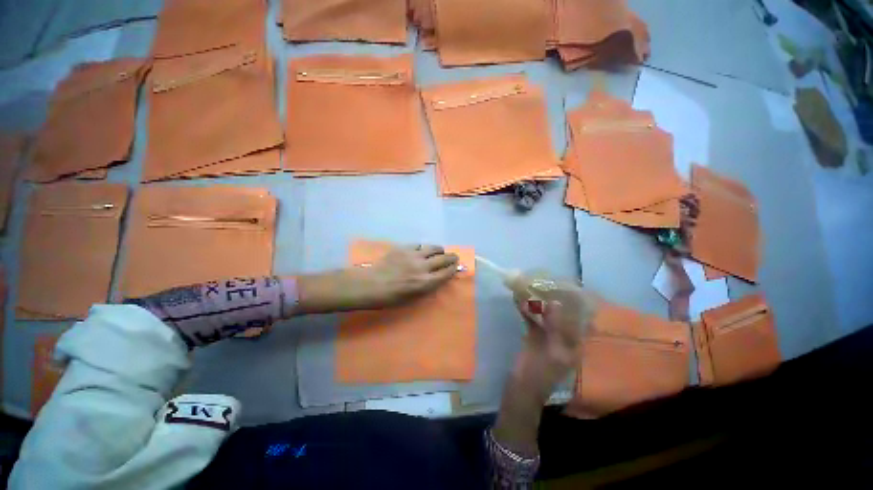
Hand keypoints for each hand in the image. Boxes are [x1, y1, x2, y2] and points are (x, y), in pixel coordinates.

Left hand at [348, 245, 459, 308]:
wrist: (370, 285)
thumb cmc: (391, 298)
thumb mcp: (413, 298)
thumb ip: (427, 286)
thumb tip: (437, 277)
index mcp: (425, 282)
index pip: (446, 272)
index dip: (453, 268)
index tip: (455, 266)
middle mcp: (423, 267)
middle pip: (444, 258)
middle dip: (451, 257)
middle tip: (453, 257)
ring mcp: (413, 255)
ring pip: (433, 248)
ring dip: (439, 250)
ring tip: (439, 251)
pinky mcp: (404, 248)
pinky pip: (419, 245)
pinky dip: (423, 248)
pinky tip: (421, 251)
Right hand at [513, 287, 597, 393]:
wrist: (520, 389)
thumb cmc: (538, 374)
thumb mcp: (550, 352)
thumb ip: (554, 328)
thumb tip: (554, 303)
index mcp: (573, 344)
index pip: (580, 319)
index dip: (576, 304)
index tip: (568, 287)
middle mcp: (563, 338)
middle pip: (562, 315)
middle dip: (554, 299)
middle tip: (546, 284)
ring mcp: (547, 337)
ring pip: (546, 315)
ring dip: (539, 303)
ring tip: (531, 287)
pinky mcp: (534, 337)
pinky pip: (532, 320)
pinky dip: (527, 310)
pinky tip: (519, 301)